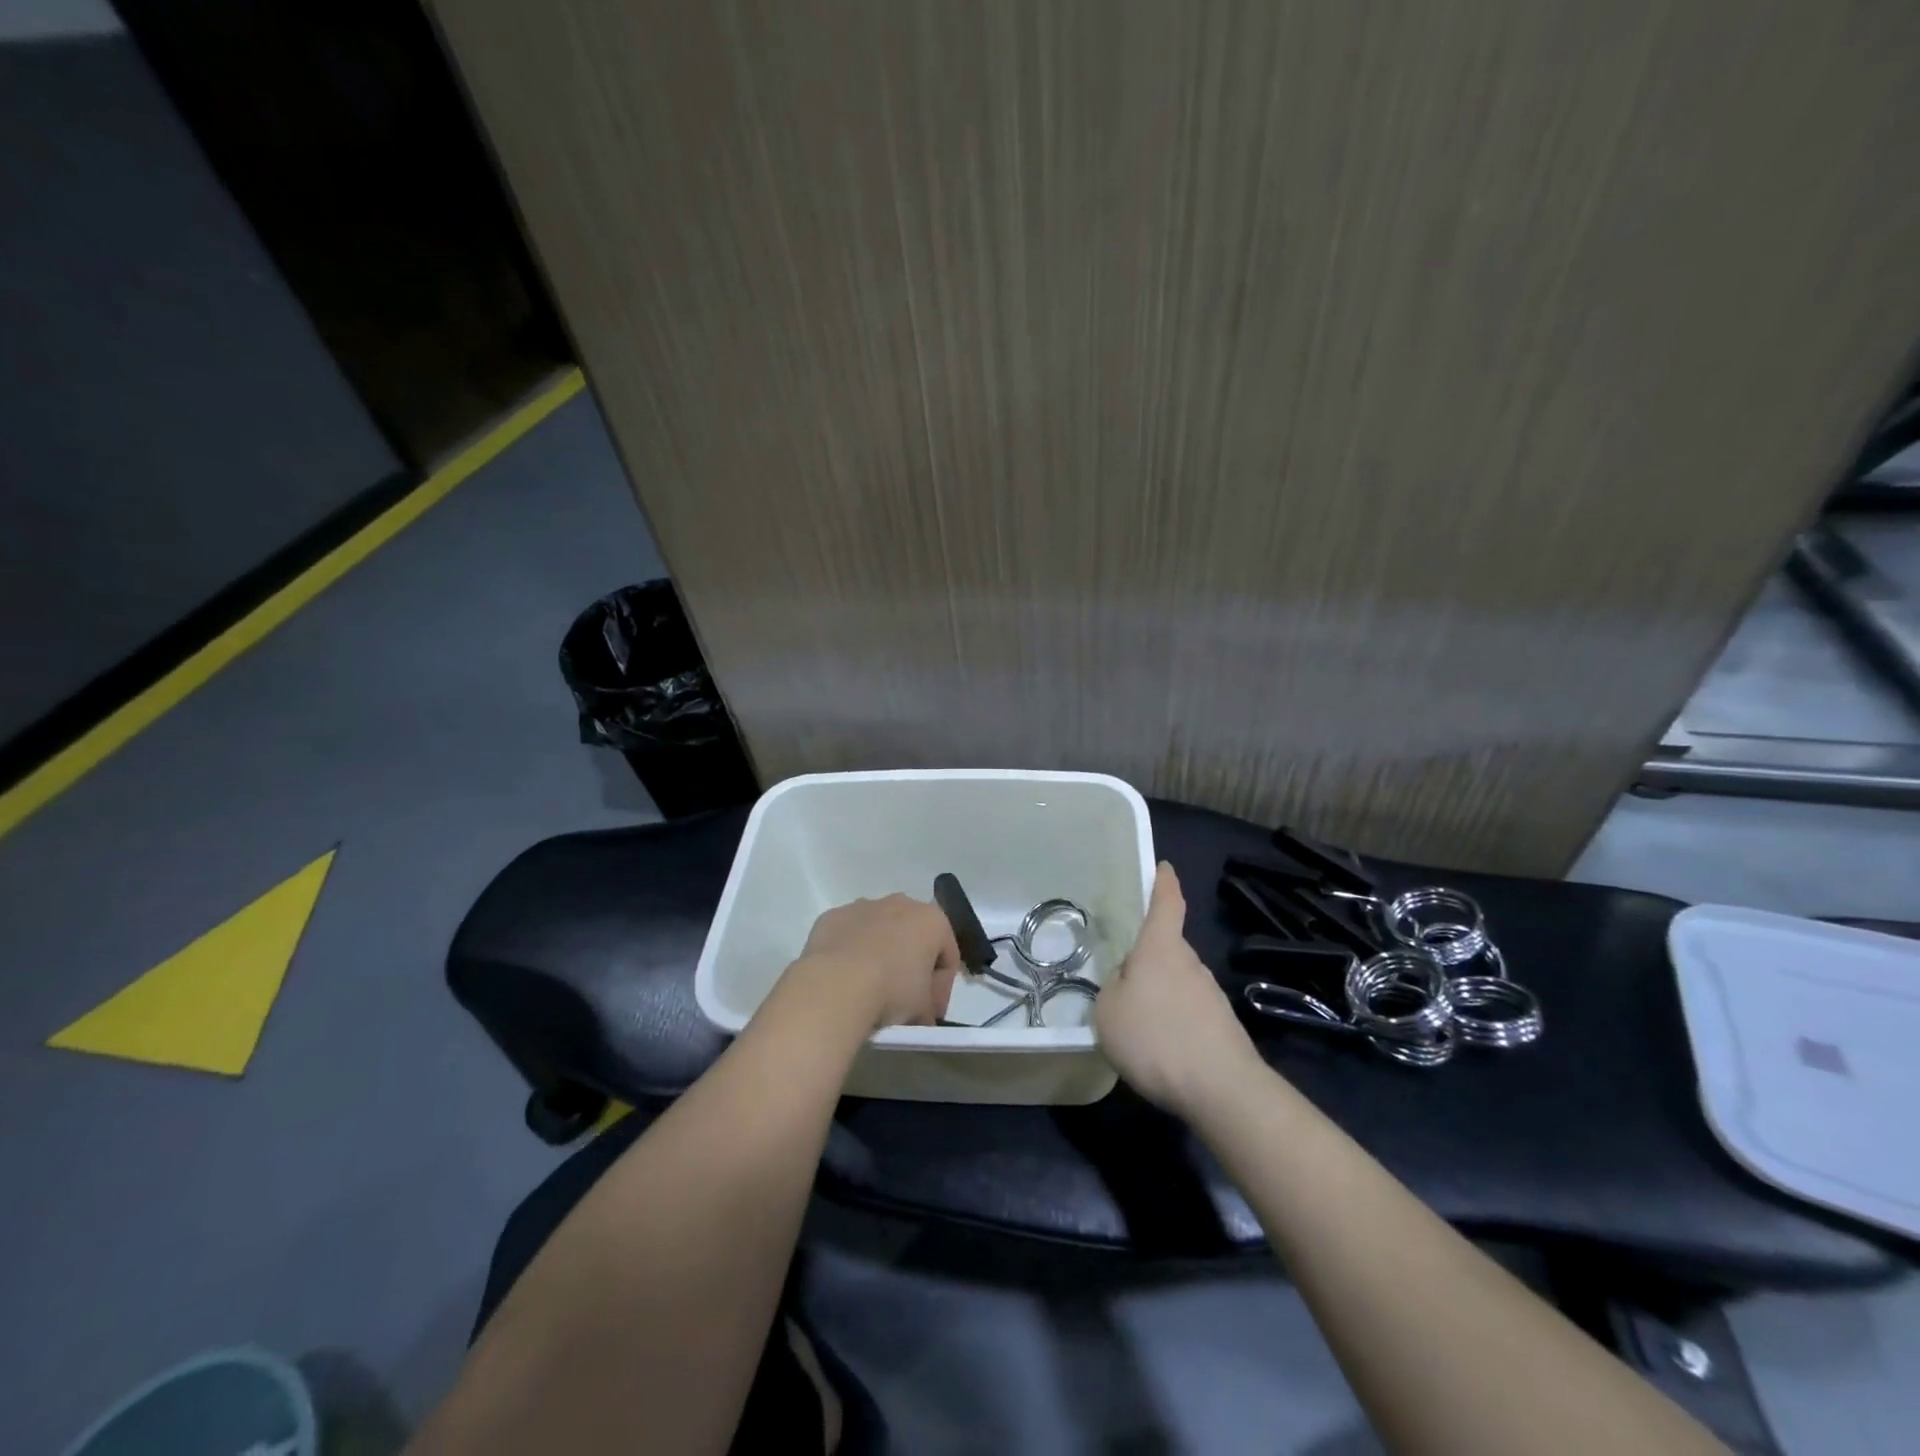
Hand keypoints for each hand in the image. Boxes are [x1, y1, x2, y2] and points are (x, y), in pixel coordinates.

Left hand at [786, 894, 961, 1030]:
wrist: (835, 985)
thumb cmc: (891, 991)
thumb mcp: (923, 1009)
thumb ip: (928, 1006)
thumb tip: (920, 1014)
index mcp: (932, 920)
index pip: (948, 957)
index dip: (942, 989)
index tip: (930, 1014)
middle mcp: (900, 903)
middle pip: (914, 937)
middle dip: (912, 965)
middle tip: (904, 1000)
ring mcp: (863, 906)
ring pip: (880, 932)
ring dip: (880, 955)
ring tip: (870, 989)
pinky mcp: (833, 916)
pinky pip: (849, 936)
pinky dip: (850, 953)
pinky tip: (844, 980)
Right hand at [1096, 863, 1262, 1114]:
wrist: (1221, 1089)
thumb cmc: (1155, 1038)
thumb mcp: (1108, 1011)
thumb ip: (1112, 988)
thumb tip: (1127, 982)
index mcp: (1160, 948)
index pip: (1166, 903)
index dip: (1163, 882)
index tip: (1163, 866)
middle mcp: (1189, 962)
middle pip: (1167, 948)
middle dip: (1147, 958)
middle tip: (1121, 977)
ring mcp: (1210, 994)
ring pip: (1176, 982)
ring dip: (1158, 994)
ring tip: (1135, 1025)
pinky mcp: (1222, 1026)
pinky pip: (1187, 1013)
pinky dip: (1172, 1023)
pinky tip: (1159, 1050)